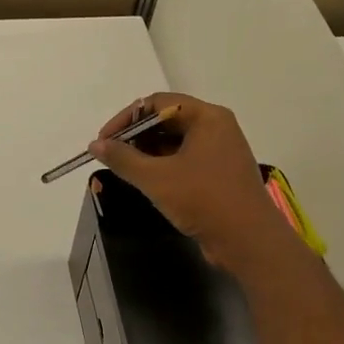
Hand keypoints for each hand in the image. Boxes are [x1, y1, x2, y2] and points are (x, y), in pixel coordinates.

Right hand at [89, 93, 285, 276]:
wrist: (249, 241)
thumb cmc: (203, 200)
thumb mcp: (156, 178)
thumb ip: (123, 158)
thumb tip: (95, 145)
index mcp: (207, 117)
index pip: (158, 103)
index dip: (126, 119)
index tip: (104, 141)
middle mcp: (216, 127)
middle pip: (167, 119)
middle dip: (135, 135)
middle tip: (111, 156)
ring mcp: (220, 151)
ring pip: (174, 141)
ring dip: (146, 152)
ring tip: (123, 169)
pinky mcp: (219, 173)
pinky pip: (184, 159)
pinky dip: (162, 165)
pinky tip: (145, 180)